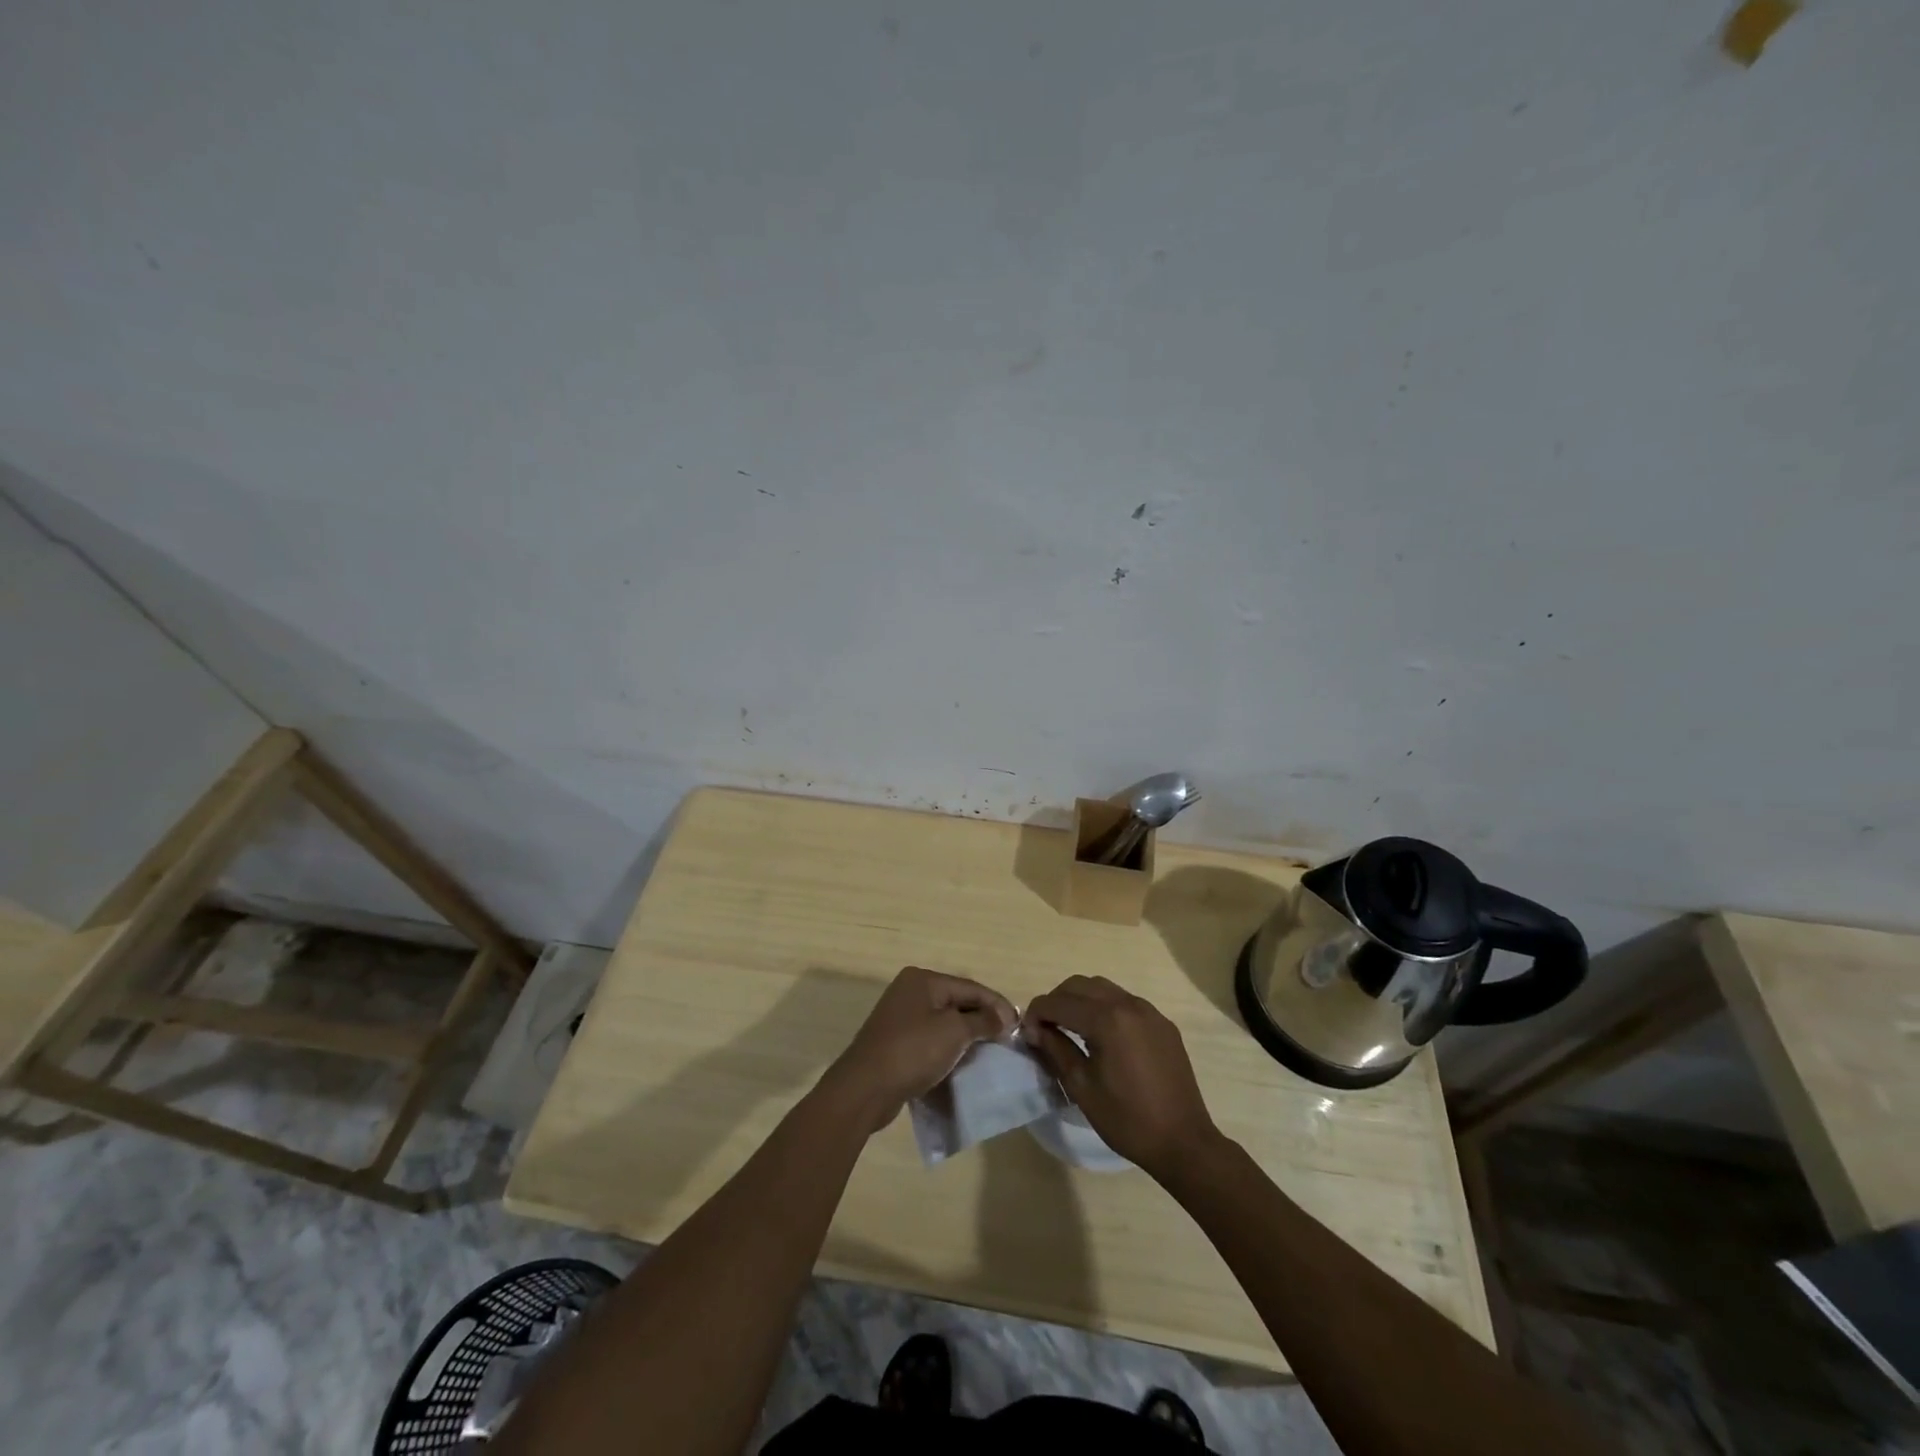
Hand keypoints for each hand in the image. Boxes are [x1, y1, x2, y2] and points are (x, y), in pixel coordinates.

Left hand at [825, 966, 1016, 1130]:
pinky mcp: (896, 1043)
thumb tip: (1003, 1017)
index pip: (970, 986)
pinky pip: (931, 1040)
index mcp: (922, 980)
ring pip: (944, 1022)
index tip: (1019, 1025)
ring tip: (990, 1052)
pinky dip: (949, 1049)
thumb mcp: (954, 1032)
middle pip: (957, 1002)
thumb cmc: (913, 1050)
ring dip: (966, 1036)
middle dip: (982, 1019)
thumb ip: (982, 1022)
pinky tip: (963, 1063)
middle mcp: (910, 992)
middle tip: (1007, 1038)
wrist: (865, 1088)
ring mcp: (900, 1017)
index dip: (996, 1004)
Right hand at [1022, 975, 1219, 1177]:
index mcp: (1107, 1020)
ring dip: (1080, 1000)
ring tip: (1070, 1028)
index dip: (1037, 1013)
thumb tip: (1034, 1029)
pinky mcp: (1162, 1023)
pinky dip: (1105, 1008)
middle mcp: (1128, 1004)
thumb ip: (1056, 1049)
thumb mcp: (1082, 1087)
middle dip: (1057, 1000)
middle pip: (1080, 985)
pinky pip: (1125, 1002)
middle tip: (1045, 1027)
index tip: (1026, 1031)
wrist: (1183, 1142)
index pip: (1059, 1002)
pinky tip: (1101, 1035)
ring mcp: (1149, 1011)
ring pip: (1103, 988)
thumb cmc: (1127, 1119)